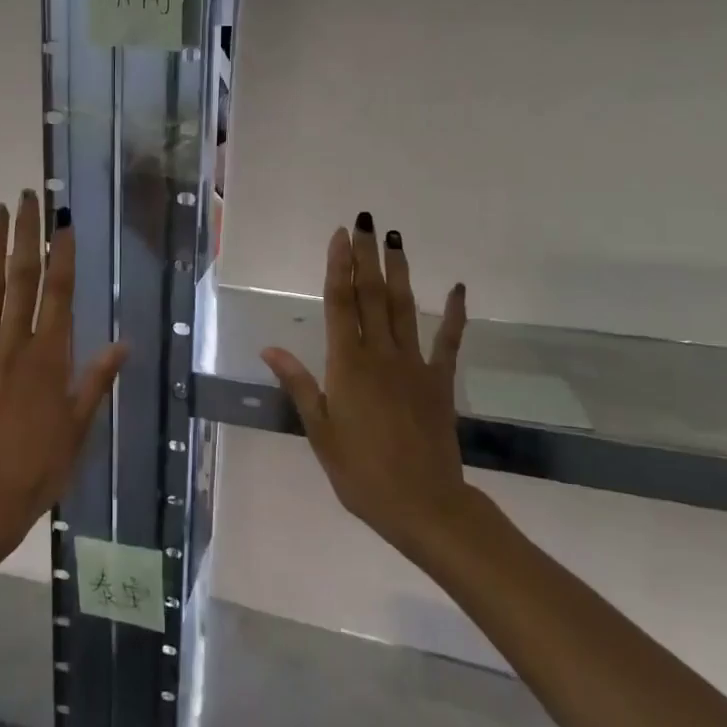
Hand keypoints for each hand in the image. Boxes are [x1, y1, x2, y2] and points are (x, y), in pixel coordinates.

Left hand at [0, 191, 126, 563]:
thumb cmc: (37, 468)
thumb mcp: (78, 427)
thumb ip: (96, 380)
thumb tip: (123, 343)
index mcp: (50, 356)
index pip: (60, 293)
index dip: (63, 254)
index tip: (63, 221)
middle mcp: (14, 343)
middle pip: (22, 278)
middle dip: (26, 235)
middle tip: (28, 197)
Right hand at [261, 215, 472, 558]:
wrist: (422, 505)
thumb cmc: (360, 472)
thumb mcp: (319, 431)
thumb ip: (298, 384)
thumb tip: (269, 348)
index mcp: (347, 365)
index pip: (341, 304)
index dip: (339, 267)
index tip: (340, 236)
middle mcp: (380, 355)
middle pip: (372, 296)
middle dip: (367, 256)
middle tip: (365, 222)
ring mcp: (414, 366)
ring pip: (405, 309)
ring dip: (399, 272)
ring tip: (396, 239)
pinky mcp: (439, 382)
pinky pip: (449, 342)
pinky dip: (454, 314)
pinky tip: (457, 289)